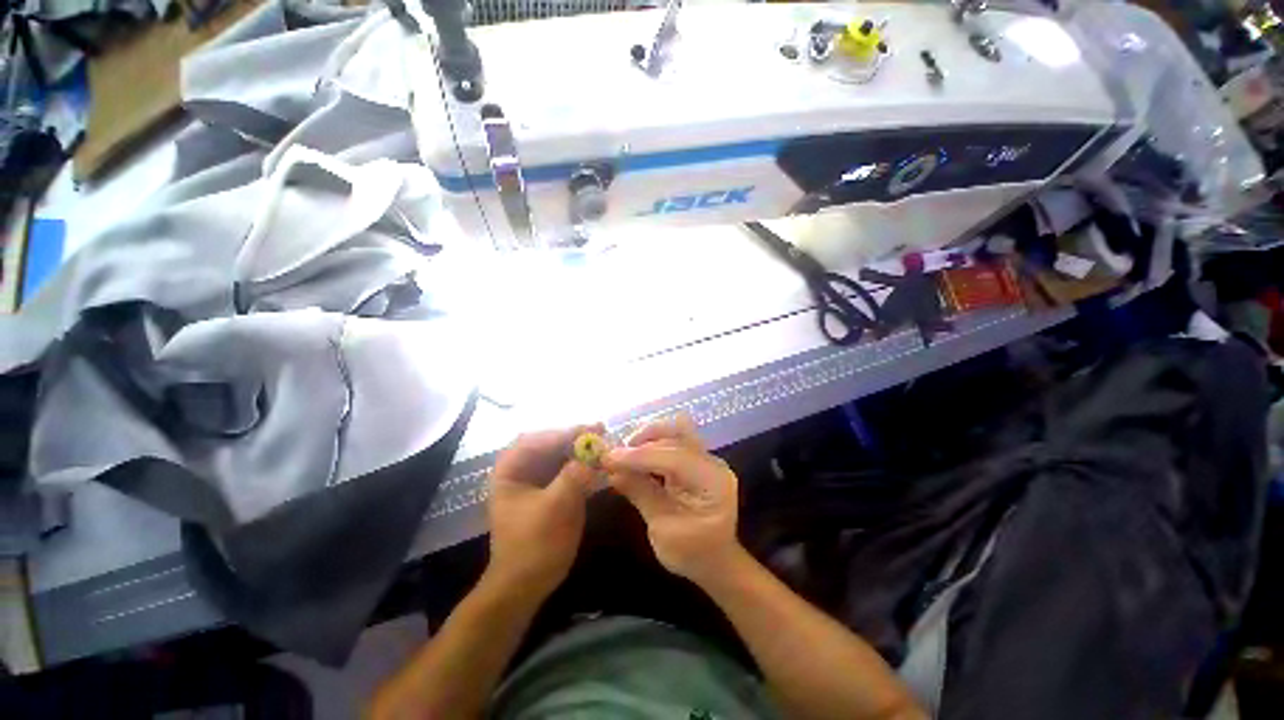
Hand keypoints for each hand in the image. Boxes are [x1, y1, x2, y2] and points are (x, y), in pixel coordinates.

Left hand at [487, 425, 599, 596]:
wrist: (524, 585)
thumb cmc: (534, 545)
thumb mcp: (557, 507)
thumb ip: (575, 476)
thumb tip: (595, 452)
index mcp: (509, 471)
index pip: (535, 439)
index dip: (563, 433)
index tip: (591, 430)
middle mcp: (519, 471)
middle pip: (547, 443)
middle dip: (574, 438)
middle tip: (600, 432)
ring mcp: (533, 482)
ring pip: (557, 455)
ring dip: (579, 448)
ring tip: (602, 443)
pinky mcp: (546, 492)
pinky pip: (563, 469)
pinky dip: (580, 463)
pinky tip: (596, 462)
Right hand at [603, 415, 741, 584]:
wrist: (714, 561)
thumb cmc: (691, 553)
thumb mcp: (663, 530)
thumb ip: (641, 493)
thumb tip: (612, 470)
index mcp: (713, 482)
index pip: (675, 457)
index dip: (640, 456)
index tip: (610, 458)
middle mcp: (712, 463)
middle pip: (679, 432)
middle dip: (645, 438)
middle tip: (618, 452)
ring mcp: (705, 459)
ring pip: (674, 432)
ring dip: (646, 439)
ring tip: (622, 454)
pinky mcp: (695, 460)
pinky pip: (672, 442)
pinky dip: (650, 446)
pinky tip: (634, 458)